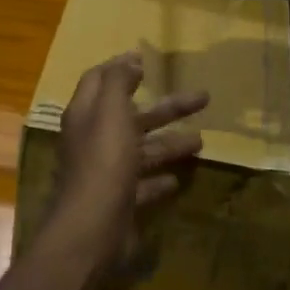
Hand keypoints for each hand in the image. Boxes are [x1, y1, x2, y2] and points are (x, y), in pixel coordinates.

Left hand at [45, 52, 206, 282]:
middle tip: (203, 98)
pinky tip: (179, 178)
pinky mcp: (120, 201)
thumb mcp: (111, 112)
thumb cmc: (104, 162)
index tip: (148, 60)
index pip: (100, 80)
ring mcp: (107, 172)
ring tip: (202, 141)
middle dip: (167, 107)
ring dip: (170, 143)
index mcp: (86, 114)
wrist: (93, 229)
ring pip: (142, 150)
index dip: (122, 67)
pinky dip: (160, 179)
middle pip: (132, 115)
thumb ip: (119, 82)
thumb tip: (130, 60)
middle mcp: (94, 140)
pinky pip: (143, 185)